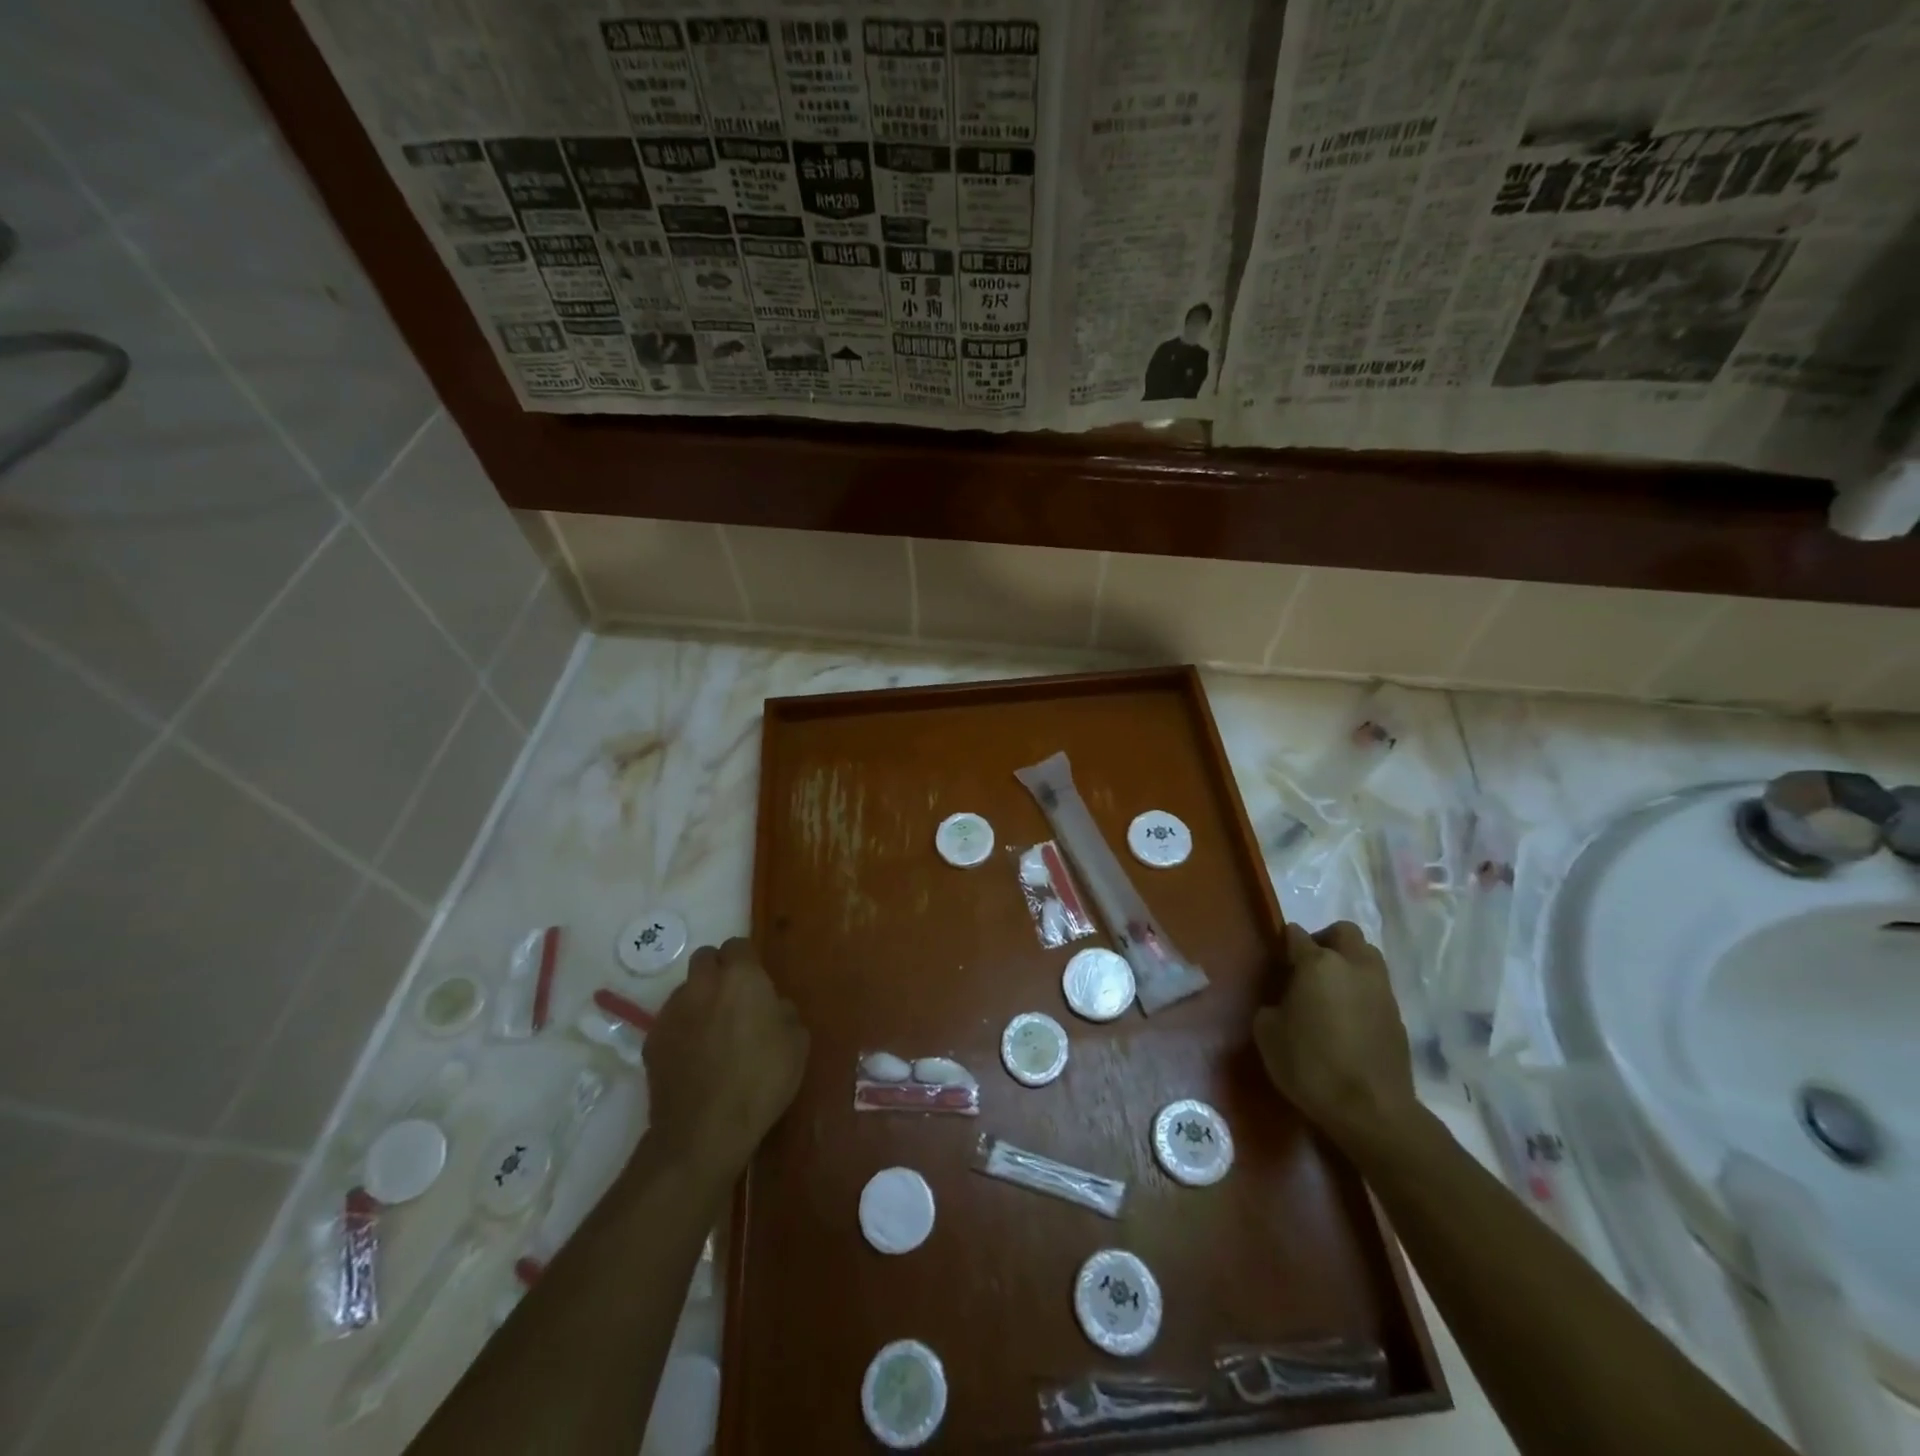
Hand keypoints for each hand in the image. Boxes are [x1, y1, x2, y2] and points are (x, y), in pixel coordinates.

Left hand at [642, 938, 808, 1181]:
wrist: (703, 1131)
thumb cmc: (761, 1081)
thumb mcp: (797, 1044)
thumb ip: (784, 1013)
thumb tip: (772, 1007)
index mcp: (741, 977)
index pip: (738, 945)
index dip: (747, 960)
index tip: (757, 982)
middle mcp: (703, 984)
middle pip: (705, 958)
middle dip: (718, 971)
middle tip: (734, 1000)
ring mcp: (672, 1011)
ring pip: (687, 990)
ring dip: (700, 1000)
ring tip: (713, 1033)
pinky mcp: (652, 1040)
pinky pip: (672, 1021)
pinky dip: (683, 1029)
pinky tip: (694, 1057)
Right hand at [1254, 921, 1417, 1147]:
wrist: (1371, 1112)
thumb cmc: (1310, 1065)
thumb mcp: (1268, 1033)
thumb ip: (1272, 1006)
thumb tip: (1282, 1003)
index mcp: (1319, 964)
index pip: (1296, 935)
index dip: (1284, 944)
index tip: (1277, 961)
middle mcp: (1354, 967)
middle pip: (1344, 932)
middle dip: (1326, 940)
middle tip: (1308, 967)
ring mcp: (1382, 991)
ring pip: (1367, 957)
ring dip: (1349, 964)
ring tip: (1330, 992)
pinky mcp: (1398, 1017)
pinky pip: (1377, 989)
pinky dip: (1362, 993)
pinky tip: (1348, 1020)